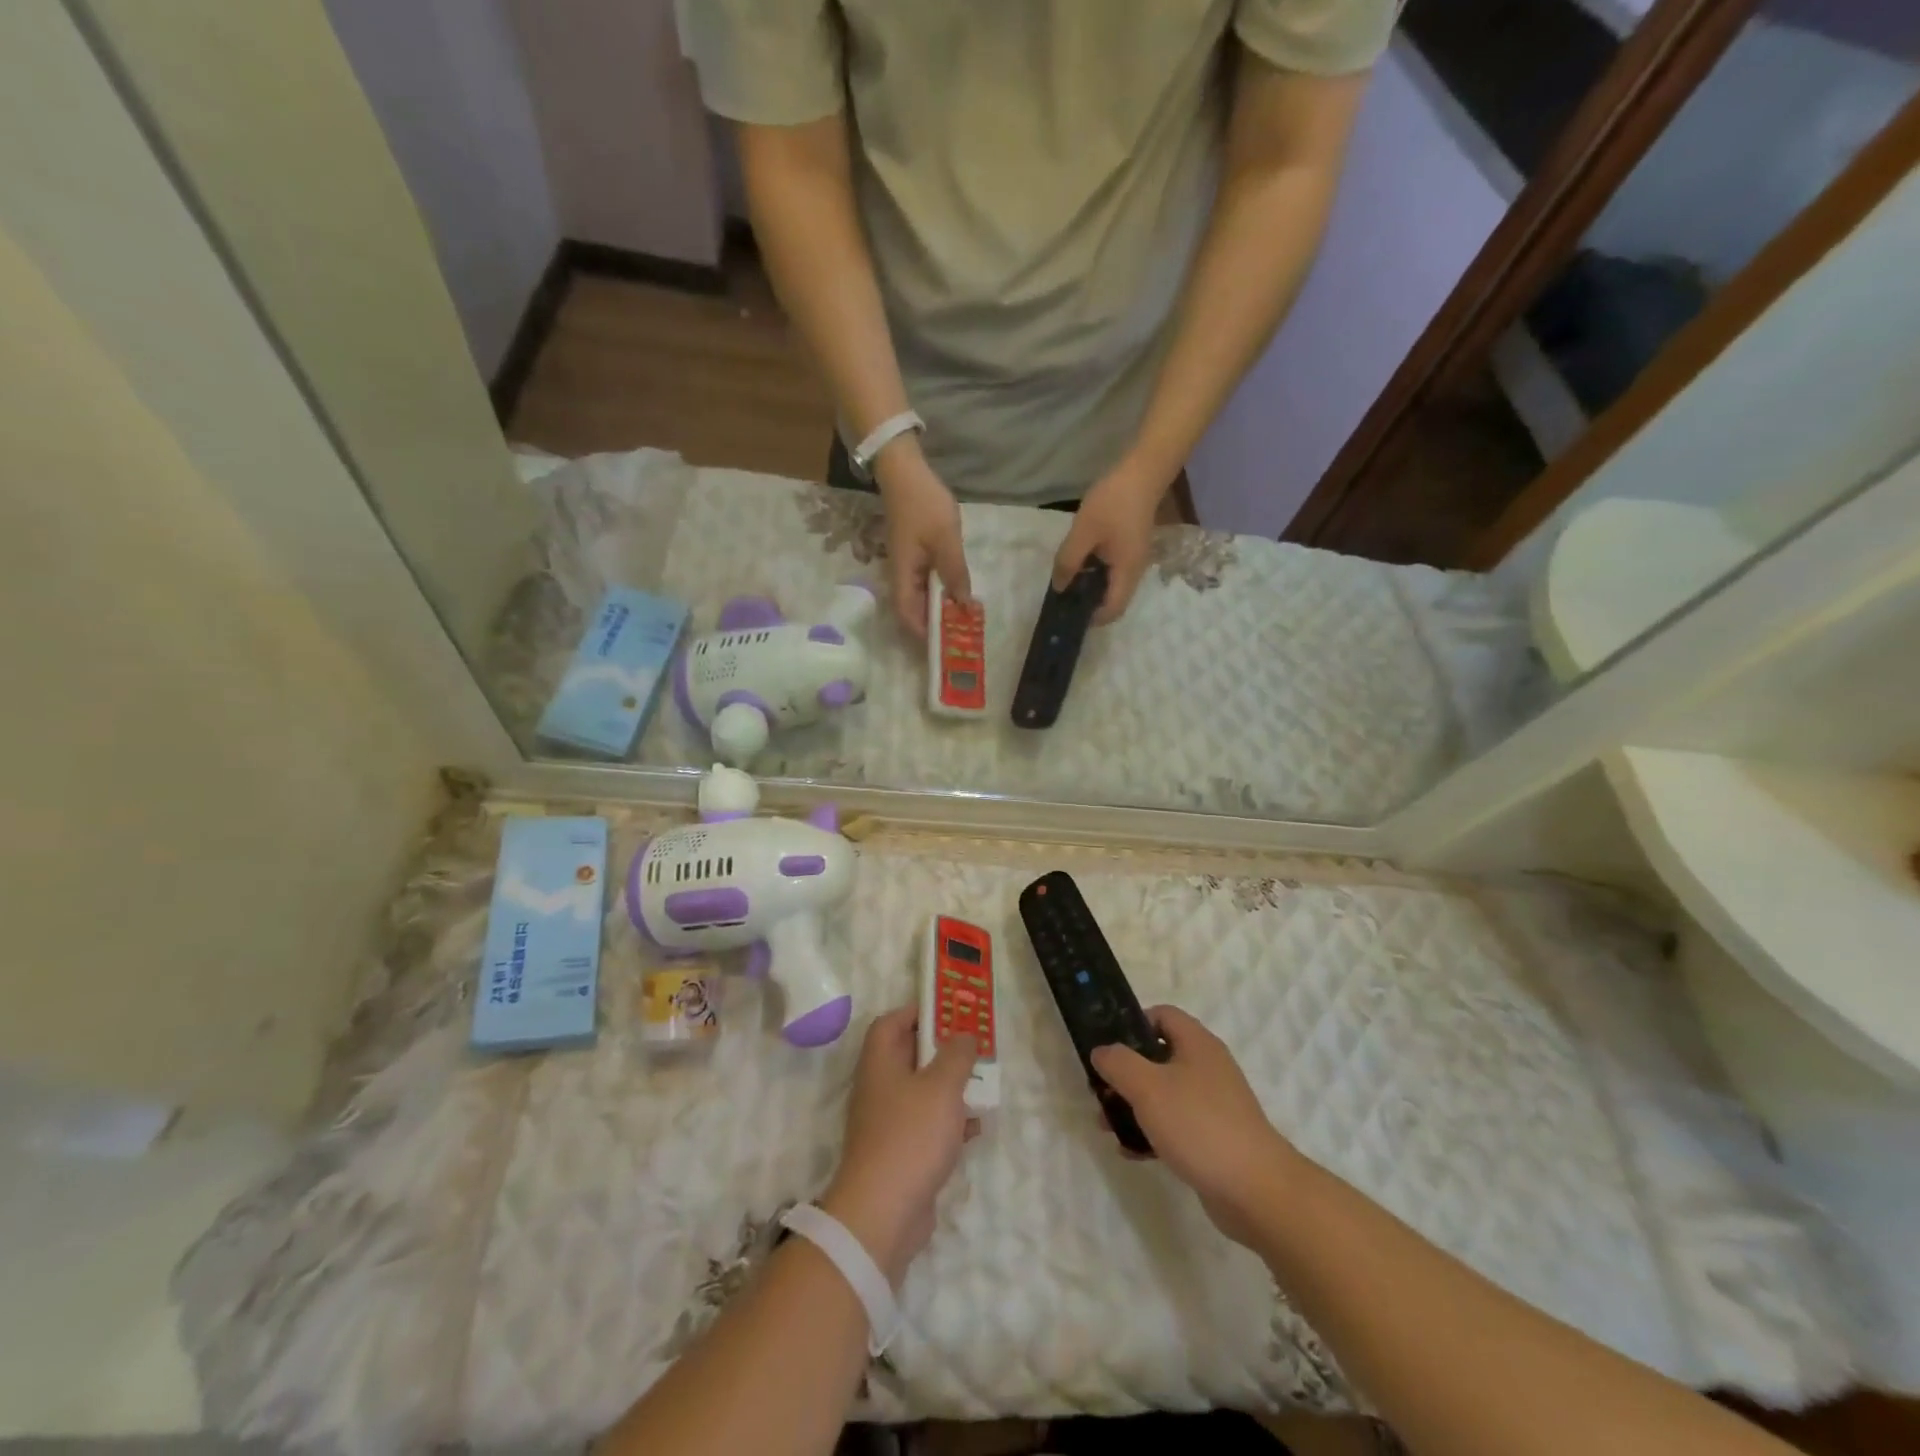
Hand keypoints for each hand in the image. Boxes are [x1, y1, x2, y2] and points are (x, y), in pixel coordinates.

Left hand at [820, 1008, 980, 1285]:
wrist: (883, 1214)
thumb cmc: (911, 1135)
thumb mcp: (942, 1086)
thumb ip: (957, 1055)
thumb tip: (964, 1034)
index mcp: (880, 1063)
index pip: (891, 1023)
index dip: (917, 1012)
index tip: (949, 1012)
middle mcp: (879, 1087)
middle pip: (909, 1056)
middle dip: (942, 1051)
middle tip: (973, 1048)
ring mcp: (888, 1123)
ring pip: (921, 1092)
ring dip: (950, 1088)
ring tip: (981, 1086)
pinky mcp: (900, 1154)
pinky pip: (927, 1126)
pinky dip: (949, 1123)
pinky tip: (975, 1129)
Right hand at [876, 448, 971, 638]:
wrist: (905, 472)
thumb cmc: (924, 505)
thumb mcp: (946, 541)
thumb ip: (955, 574)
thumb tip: (963, 605)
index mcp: (904, 576)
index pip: (908, 617)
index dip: (925, 634)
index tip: (947, 642)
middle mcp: (901, 576)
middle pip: (914, 612)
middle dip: (936, 625)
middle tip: (962, 633)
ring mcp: (906, 566)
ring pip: (921, 598)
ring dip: (939, 608)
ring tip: (964, 615)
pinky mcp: (913, 557)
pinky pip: (925, 583)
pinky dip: (940, 591)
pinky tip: (957, 591)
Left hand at [1051, 457, 1166, 623]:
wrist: (1143, 471)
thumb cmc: (1114, 502)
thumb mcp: (1083, 532)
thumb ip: (1069, 561)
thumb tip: (1059, 588)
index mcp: (1127, 572)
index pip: (1113, 610)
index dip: (1093, 618)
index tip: (1070, 613)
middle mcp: (1135, 571)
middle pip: (1114, 601)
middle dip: (1090, 604)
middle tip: (1065, 597)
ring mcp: (1135, 559)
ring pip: (1113, 585)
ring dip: (1092, 587)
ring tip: (1068, 580)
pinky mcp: (1131, 547)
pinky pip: (1113, 570)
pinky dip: (1097, 572)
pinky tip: (1081, 561)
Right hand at [1091, 1006, 1301, 1245]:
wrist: (1256, 1191)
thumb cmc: (1198, 1125)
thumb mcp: (1148, 1087)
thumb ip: (1118, 1062)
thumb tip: (1101, 1051)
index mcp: (1197, 1043)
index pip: (1161, 1014)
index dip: (1131, 1024)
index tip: (1107, 1047)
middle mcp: (1207, 1066)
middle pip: (1158, 1056)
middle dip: (1126, 1072)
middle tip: (1101, 1091)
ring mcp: (1214, 1104)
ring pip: (1164, 1093)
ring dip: (1134, 1106)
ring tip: (1107, 1126)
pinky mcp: (1215, 1137)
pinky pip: (1176, 1125)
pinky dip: (1152, 1133)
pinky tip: (1132, 1152)